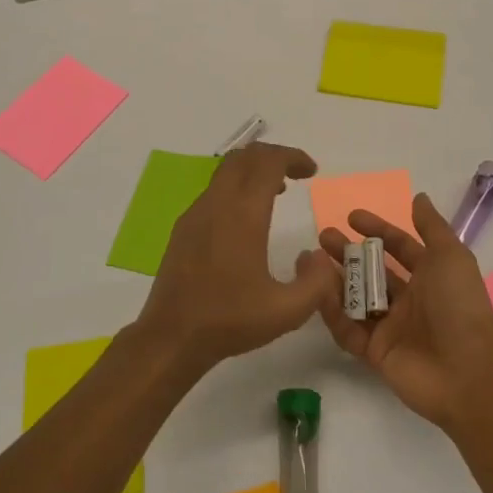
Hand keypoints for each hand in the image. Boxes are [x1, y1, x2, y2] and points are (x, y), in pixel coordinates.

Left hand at [134, 142, 335, 375]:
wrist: (171, 336)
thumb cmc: (229, 320)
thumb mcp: (287, 311)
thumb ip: (317, 282)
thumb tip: (321, 256)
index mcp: (243, 214)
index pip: (268, 162)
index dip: (293, 157)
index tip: (311, 171)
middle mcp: (217, 204)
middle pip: (245, 156)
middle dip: (274, 156)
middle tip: (297, 173)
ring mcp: (196, 213)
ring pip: (226, 171)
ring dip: (254, 171)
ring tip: (277, 192)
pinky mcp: (184, 228)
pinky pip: (214, 190)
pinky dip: (236, 187)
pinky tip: (247, 219)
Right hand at [304, 193, 492, 430]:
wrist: (466, 373)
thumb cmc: (459, 306)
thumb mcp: (451, 256)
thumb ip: (432, 226)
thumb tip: (418, 197)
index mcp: (430, 276)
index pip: (398, 247)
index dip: (377, 230)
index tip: (351, 217)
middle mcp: (409, 300)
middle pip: (372, 271)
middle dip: (348, 252)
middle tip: (324, 237)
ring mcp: (391, 327)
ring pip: (356, 298)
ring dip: (334, 279)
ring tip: (311, 261)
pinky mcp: (375, 352)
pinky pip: (348, 329)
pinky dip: (332, 312)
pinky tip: (315, 292)